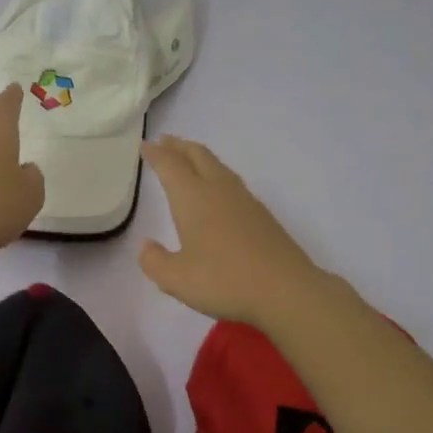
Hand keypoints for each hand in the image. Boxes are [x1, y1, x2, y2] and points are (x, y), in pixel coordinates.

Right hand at [138, 136, 323, 327]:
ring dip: (199, 157)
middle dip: (179, 146)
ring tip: (189, 159)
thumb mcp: (176, 279)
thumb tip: (146, 245)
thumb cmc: (225, 281)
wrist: (286, 290)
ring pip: (218, 166)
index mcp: (193, 198)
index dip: (156, 153)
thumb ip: (154, 261)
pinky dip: (217, 174)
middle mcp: (218, 190)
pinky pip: (232, 182)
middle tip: (165, 141)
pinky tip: (218, 190)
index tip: (146, 144)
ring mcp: (244, 200)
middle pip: (197, 156)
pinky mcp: (262, 215)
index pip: (170, 165)